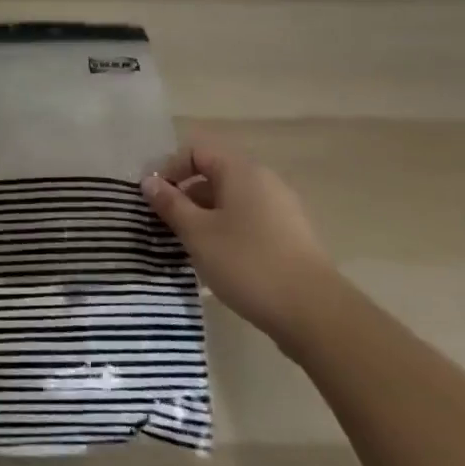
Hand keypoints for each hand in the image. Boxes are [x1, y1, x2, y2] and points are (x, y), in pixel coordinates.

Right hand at [142, 138, 339, 348]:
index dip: (170, 169)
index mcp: (241, 171)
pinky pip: (250, 221)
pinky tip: (221, 261)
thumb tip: (149, 182)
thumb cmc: (247, 263)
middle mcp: (264, 181)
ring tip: (191, 246)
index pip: (196, 152)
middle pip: (214, 175)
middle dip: (186, 196)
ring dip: (206, 216)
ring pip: (232, 201)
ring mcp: (282, 209)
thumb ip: (170, 204)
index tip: (154, 199)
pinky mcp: (292, 237)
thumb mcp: (197, 233)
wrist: (315, 313)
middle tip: (168, 225)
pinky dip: (228, 231)